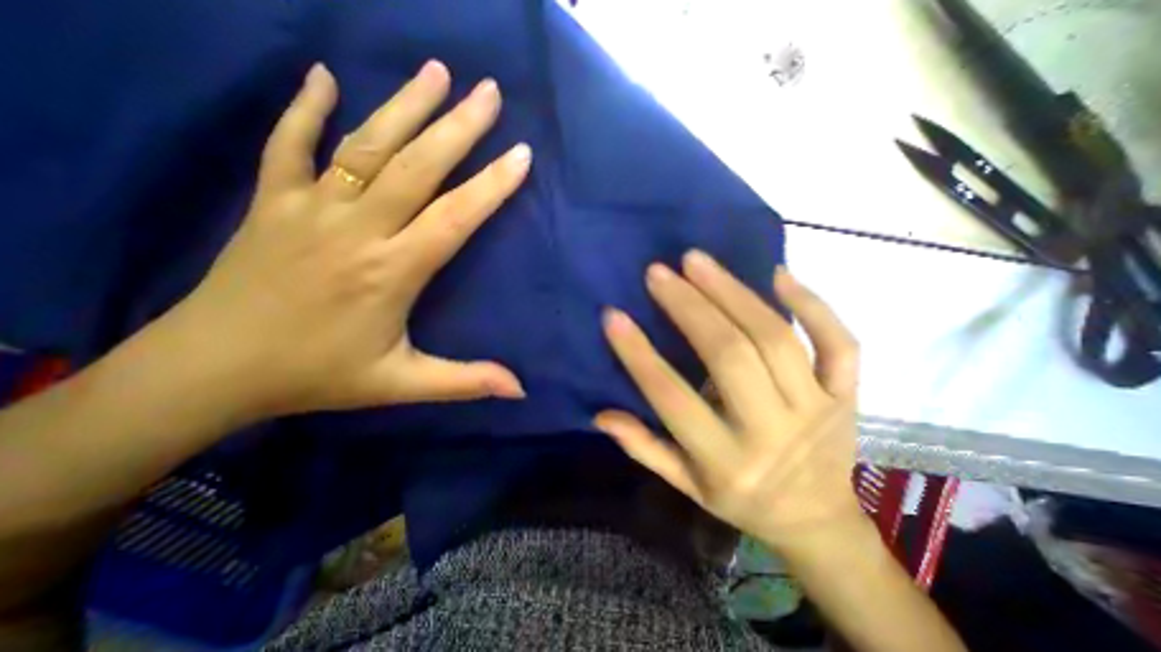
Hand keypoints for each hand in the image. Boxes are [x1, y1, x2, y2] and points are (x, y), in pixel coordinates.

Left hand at [169, 61, 528, 416]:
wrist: (212, 371)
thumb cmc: (317, 377)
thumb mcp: (401, 385)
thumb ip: (465, 382)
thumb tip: (519, 389)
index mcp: (391, 271)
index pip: (454, 218)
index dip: (491, 187)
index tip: (521, 156)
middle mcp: (356, 230)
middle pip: (416, 167)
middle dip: (458, 127)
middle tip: (489, 92)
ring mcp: (309, 209)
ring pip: (365, 147)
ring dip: (404, 106)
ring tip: (437, 71)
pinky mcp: (271, 202)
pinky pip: (289, 144)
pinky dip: (305, 107)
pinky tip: (324, 77)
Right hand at [598, 251, 860, 551]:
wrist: (818, 521)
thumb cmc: (741, 500)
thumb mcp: (686, 486)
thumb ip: (644, 448)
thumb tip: (600, 414)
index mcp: (725, 461)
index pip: (672, 398)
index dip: (638, 355)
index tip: (613, 316)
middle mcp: (772, 432)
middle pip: (729, 355)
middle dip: (689, 306)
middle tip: (658, 272)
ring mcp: (818, 409)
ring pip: (774, 338)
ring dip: (732, 293)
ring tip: (697, 261)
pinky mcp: (847, 395)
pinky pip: (839, 343)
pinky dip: (812, 304)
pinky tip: (777, 273)